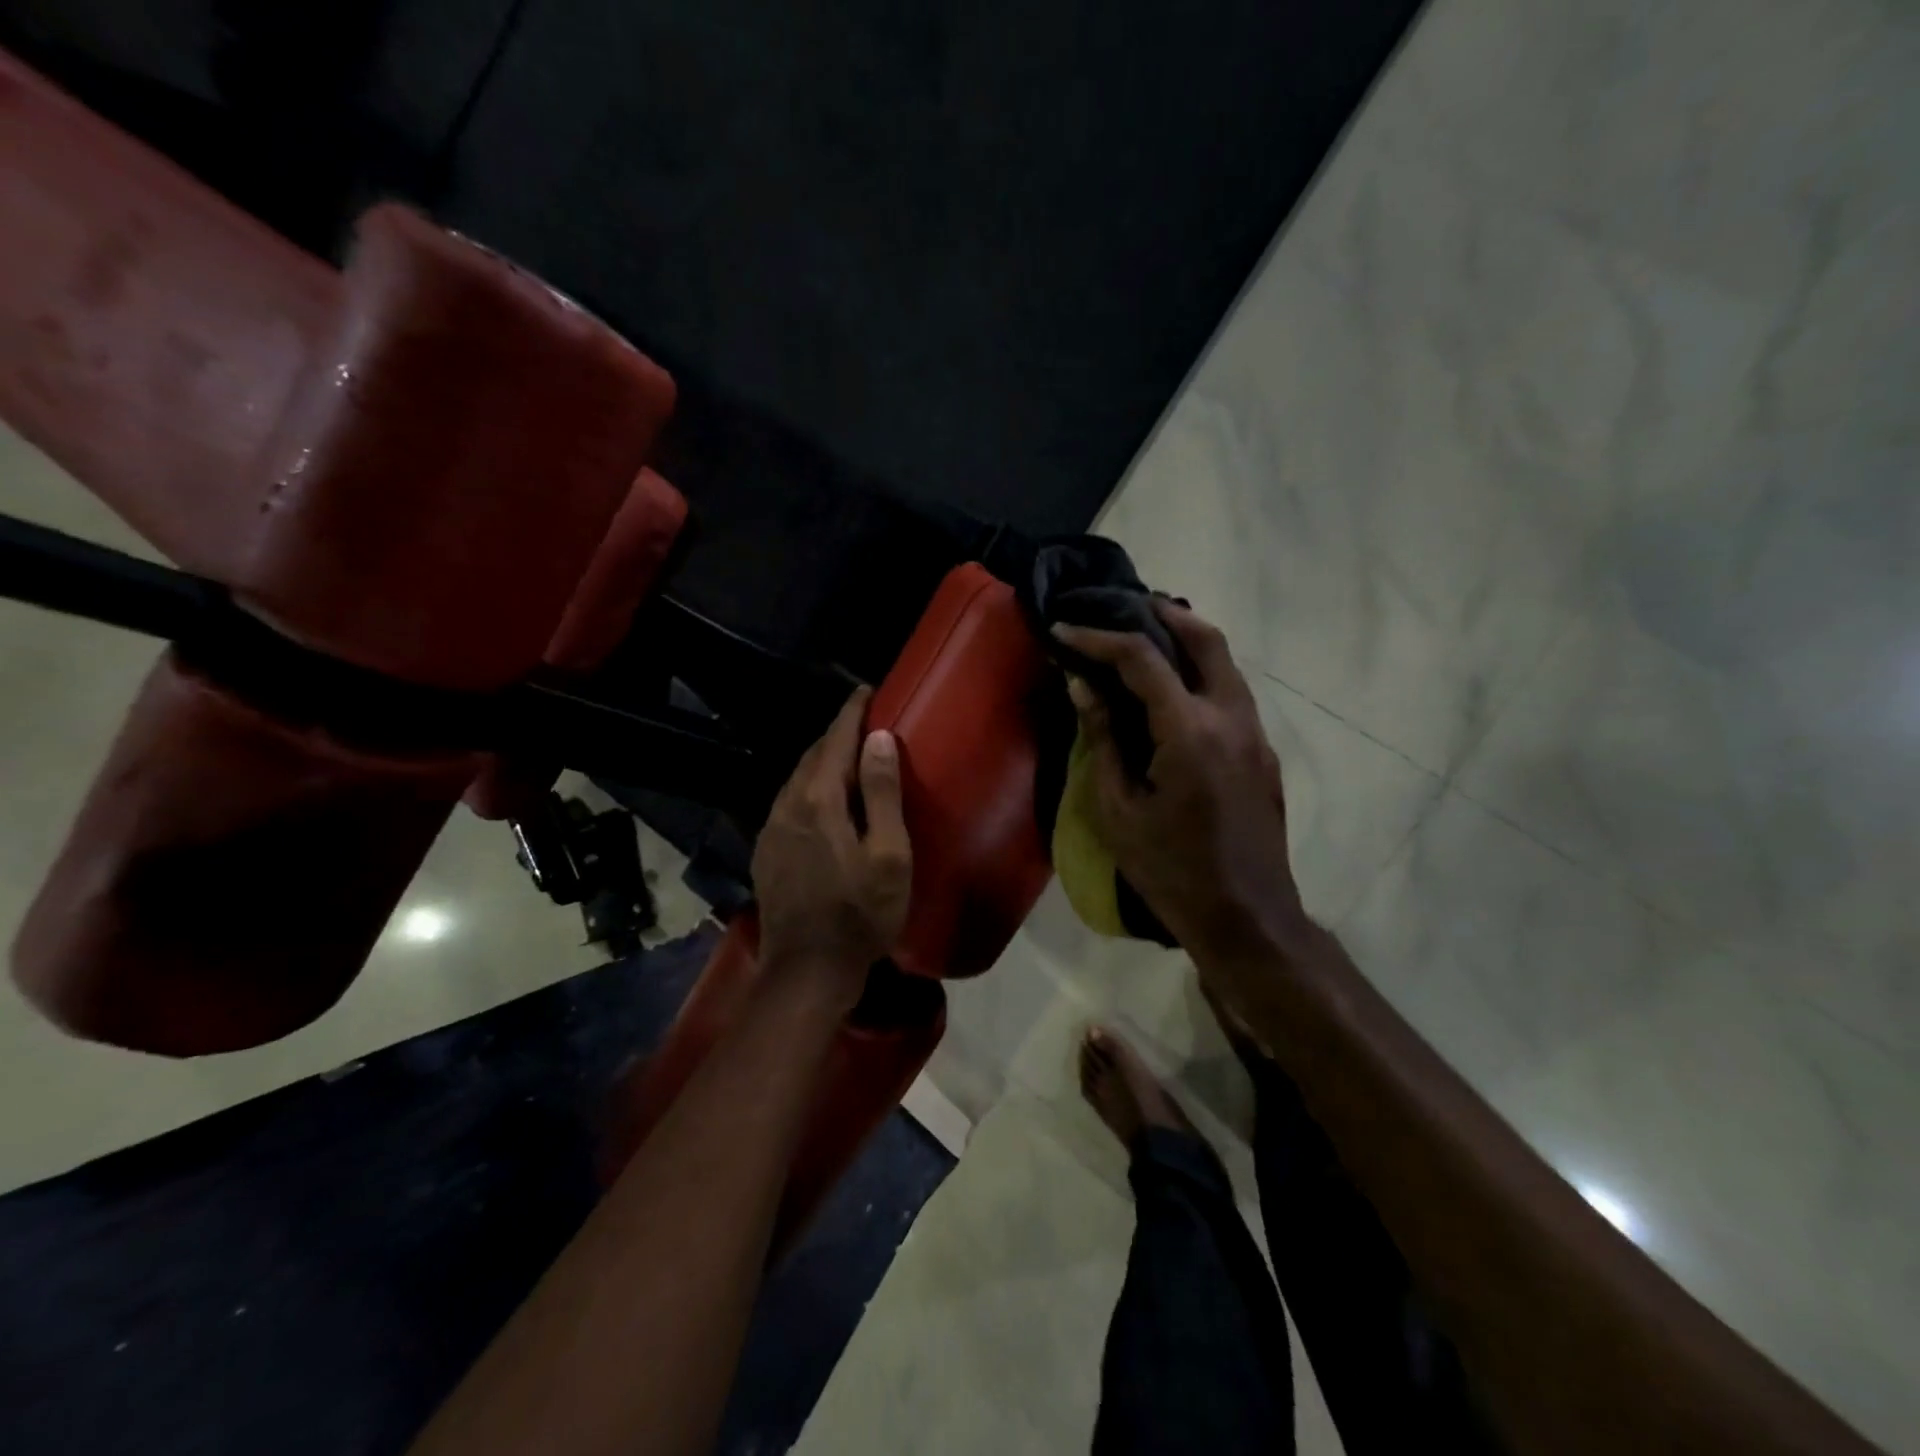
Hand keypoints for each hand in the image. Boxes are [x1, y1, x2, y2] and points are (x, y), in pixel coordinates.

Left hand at [751, 687, 913, 1005]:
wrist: (807, 970)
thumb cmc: (861, 914)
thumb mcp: (888, 855)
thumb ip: (881, 793)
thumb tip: (878, 738)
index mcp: (819, 800)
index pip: (836, 740)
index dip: (852, 712)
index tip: (866, 690)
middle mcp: (787, 805)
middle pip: (813, 755)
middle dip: (837, 733)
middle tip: (864, 722)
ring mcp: (771, 829)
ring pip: (797, 779)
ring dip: (822, 761)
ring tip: (846, 755)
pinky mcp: (766, 852)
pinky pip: (788, 802)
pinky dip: (808, 787)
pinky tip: (822, 800)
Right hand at [1053, 603, 1310, 970]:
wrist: (1245, 917)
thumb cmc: (1170, 870)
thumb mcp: (1118, 810)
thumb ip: (1102, 739)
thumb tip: (1082, 685)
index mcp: (1190, 731)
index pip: (1142, 659)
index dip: (1098, 637)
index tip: (1063, 629)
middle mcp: (1232, 718)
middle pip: (1206, 639)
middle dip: (1163, 613)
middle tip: (1122, 606)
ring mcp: (1256, 734)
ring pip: (1226, 663)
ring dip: (1187, 641)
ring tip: (1144, 639)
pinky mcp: (1263, 753)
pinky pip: (1231, 694)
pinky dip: (1200, 674)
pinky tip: (1171, 693)